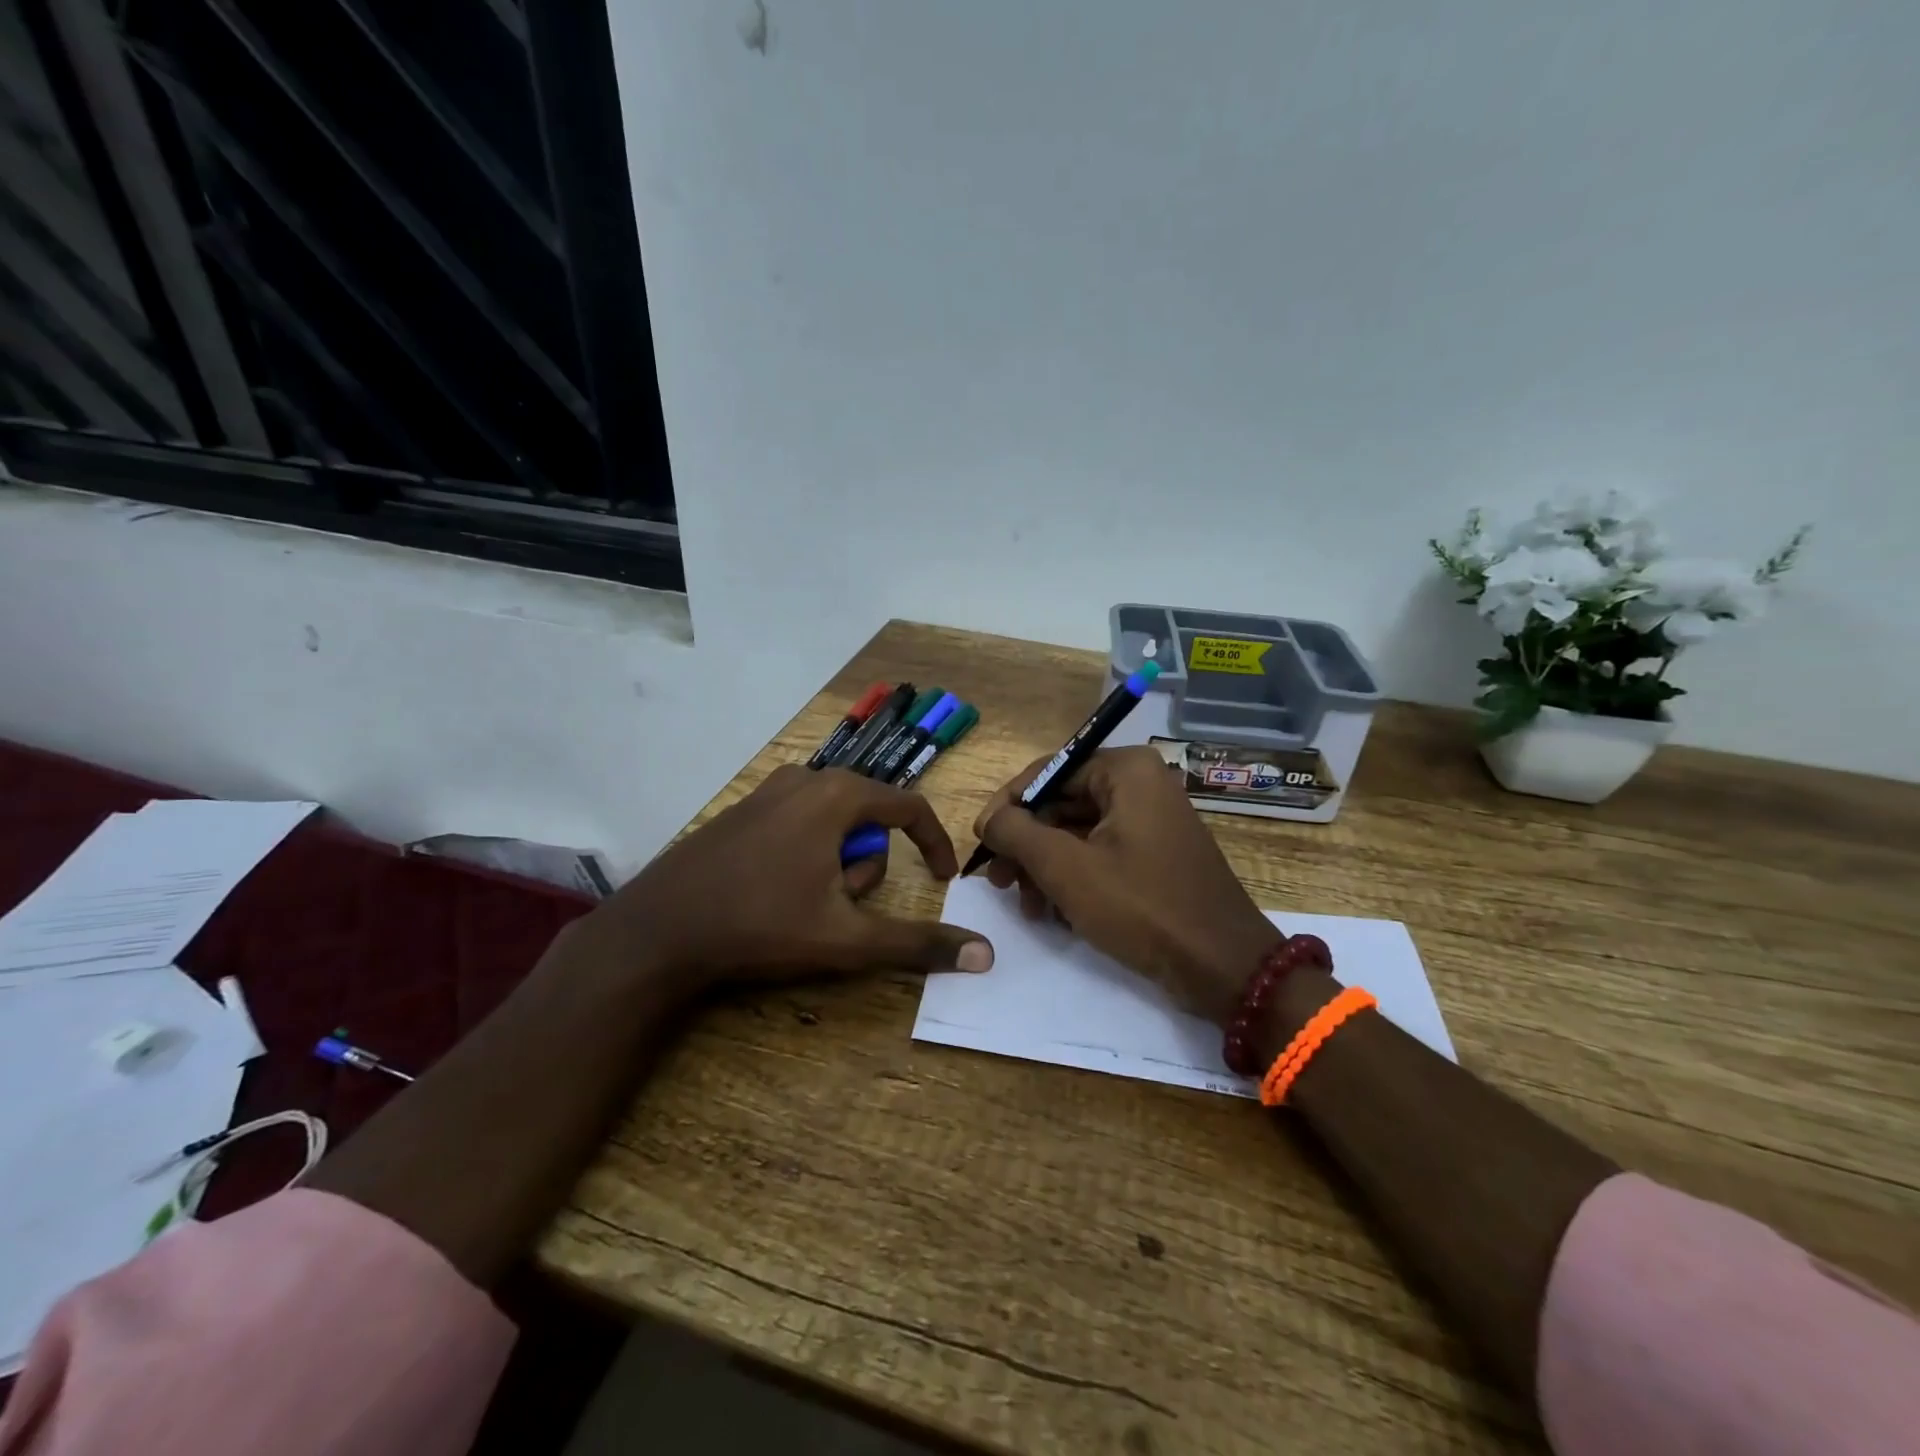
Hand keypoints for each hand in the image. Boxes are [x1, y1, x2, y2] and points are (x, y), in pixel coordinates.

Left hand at [564, 765, 994, 996]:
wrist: (657, 930)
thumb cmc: (761, 925)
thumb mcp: (847, 939)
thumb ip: (918, 943)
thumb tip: (984, 956)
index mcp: (836, 795)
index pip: (909, 807)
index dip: (935, 843)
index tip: (944, 879)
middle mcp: (804, 779)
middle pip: (868, 820)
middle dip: (866, 868)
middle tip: (840, 909)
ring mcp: (767, 792)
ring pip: (832, 824)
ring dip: (836, 866)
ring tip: (805, 906)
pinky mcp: (742, 811)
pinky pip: (798, 825)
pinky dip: (806, 857)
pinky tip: (775, 894)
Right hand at [974, 746, 1279, 1025]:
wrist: (1223, 967)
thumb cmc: (1142, 906)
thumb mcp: (1066, 868)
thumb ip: (1017, 833)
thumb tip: (989, 818)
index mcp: (1126, 770)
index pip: (1048, 772)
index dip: (1008, 806)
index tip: (980, 841)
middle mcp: (1141, 785)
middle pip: (1062, 804)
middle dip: (1027, 845)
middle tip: (998, 881)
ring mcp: (1152, 821)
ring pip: (1078, 833)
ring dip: (1045, 868)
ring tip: (1026, 906)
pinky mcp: (1156, 855)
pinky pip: (1101, 854)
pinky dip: (1074, 879)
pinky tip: (1054, 914)